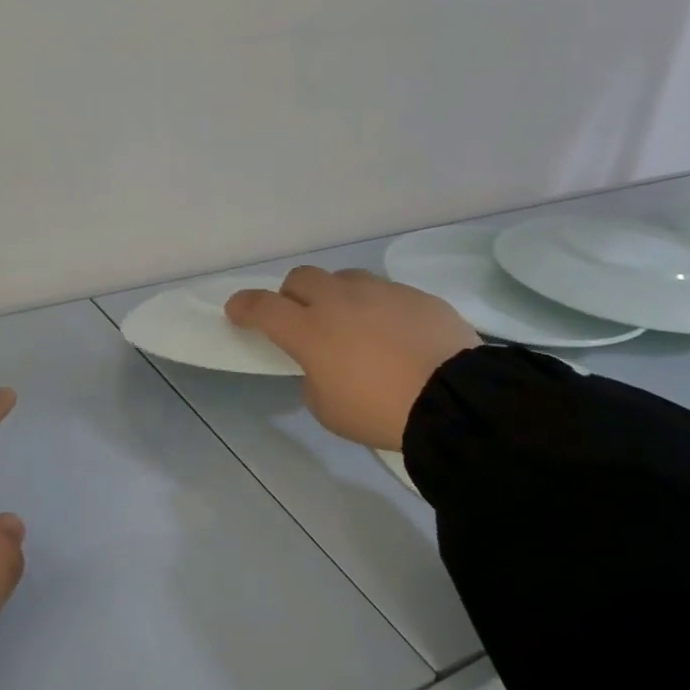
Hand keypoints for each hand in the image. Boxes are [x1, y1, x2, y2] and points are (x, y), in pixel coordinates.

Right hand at [226, 268, 478, 449]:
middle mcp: (339, 300)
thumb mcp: (328, 409)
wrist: (452, 398)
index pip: (263, 307)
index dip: (244, 307)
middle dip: (292, 295)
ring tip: (351, 324)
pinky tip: (393, 334)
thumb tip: (324, 366)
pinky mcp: (415, 295)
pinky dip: (376, 308)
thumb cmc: (378, 411)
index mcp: (309, 331)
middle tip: (301, 319)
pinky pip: (384, 292)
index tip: (237, 310)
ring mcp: (380, 292)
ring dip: (335, 296)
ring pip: (344, 279)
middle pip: (301, 278)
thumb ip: (314, 379)